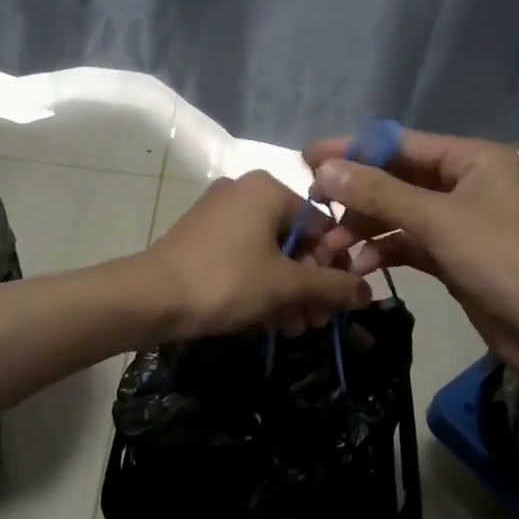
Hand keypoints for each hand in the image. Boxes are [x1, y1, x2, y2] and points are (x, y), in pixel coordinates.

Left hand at [141, 170, 369, 340]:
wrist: (149, 299)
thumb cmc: (226, 282)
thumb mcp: (286, 286)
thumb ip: (333, 287)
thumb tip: (368, 294)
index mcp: (267, 189)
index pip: (321, 226)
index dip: (334, 268)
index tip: (338, 304)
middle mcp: (244, 192)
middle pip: (295, 242)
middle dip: (309, 286)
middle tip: (317, 323)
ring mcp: (219, 215)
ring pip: (269, 255)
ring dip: (288, 293)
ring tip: (295, 329)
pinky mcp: (201, 238)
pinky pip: (244, 259)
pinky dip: (261, 287)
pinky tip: (270, 322)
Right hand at [303, 130, 518, 381]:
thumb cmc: (503, 259)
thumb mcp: (437, 220)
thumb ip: (379, 193)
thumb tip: (326, 168)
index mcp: (470, 159)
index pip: (400, 144)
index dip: (352, 150)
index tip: (307, 160)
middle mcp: (464, 184)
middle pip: (396, 180)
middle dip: (355, 197)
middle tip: (313, 213)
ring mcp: (460, 223)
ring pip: (399, 215)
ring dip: (365, 229)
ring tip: (331, 250)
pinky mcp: (454, 258)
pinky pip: (409, 245)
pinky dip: (384, 252)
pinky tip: (359, 268)